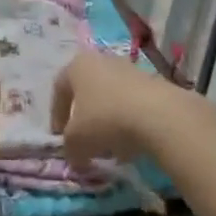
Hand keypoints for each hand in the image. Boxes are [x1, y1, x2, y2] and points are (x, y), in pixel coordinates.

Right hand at [50, 49, 190, 170]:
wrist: (158, 114)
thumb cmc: (105, 119)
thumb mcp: (76, 141)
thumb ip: (69, 147)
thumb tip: (74, 155)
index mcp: (77, 65)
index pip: (59, 89)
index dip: (57, 115)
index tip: (60, 138)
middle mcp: (101, 60)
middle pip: (87, 91)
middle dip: (84, 118)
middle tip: (85, 142)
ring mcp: (129, 68)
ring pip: (110, 97)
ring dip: (107, 121)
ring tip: (111, 148)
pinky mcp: (152, 82)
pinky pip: (132, 103)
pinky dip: (128, 122)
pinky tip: (132, 143)